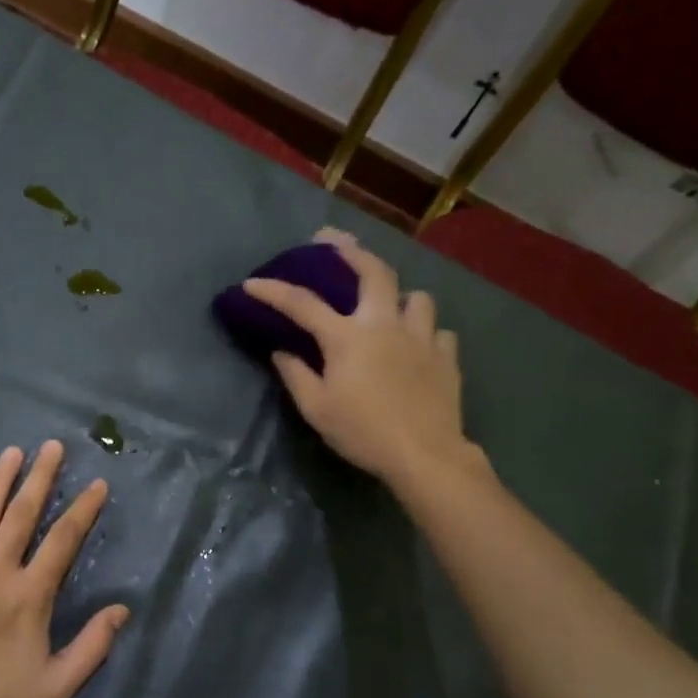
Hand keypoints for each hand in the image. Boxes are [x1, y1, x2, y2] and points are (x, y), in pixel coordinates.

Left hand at [0, 441, 129, 697]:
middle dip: (41, 477)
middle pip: (23, 515)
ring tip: (13, 452)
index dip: (83, 510)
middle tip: (52, 446)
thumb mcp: (56, 688)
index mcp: (30, 595)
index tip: (97, 484)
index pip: (63, 540)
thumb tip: (122, 609)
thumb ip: (93, 646)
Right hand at [243, 227, 482, 490]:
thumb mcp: (316, 409)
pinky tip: (418, 345)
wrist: (423, 454)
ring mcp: (422, 337)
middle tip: (337, 243)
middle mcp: (386, 325)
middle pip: (374, 272)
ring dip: (400, 297)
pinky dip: (425, 332)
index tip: (252, 283)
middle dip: (352, 251)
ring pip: (416, 297)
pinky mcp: (446, 356)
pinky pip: (438, 331)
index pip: (303, 304)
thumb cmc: (362, 432)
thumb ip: (296, 375)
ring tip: (390, 306)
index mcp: (348, 338)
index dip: (274, 291)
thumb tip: (281, 351)